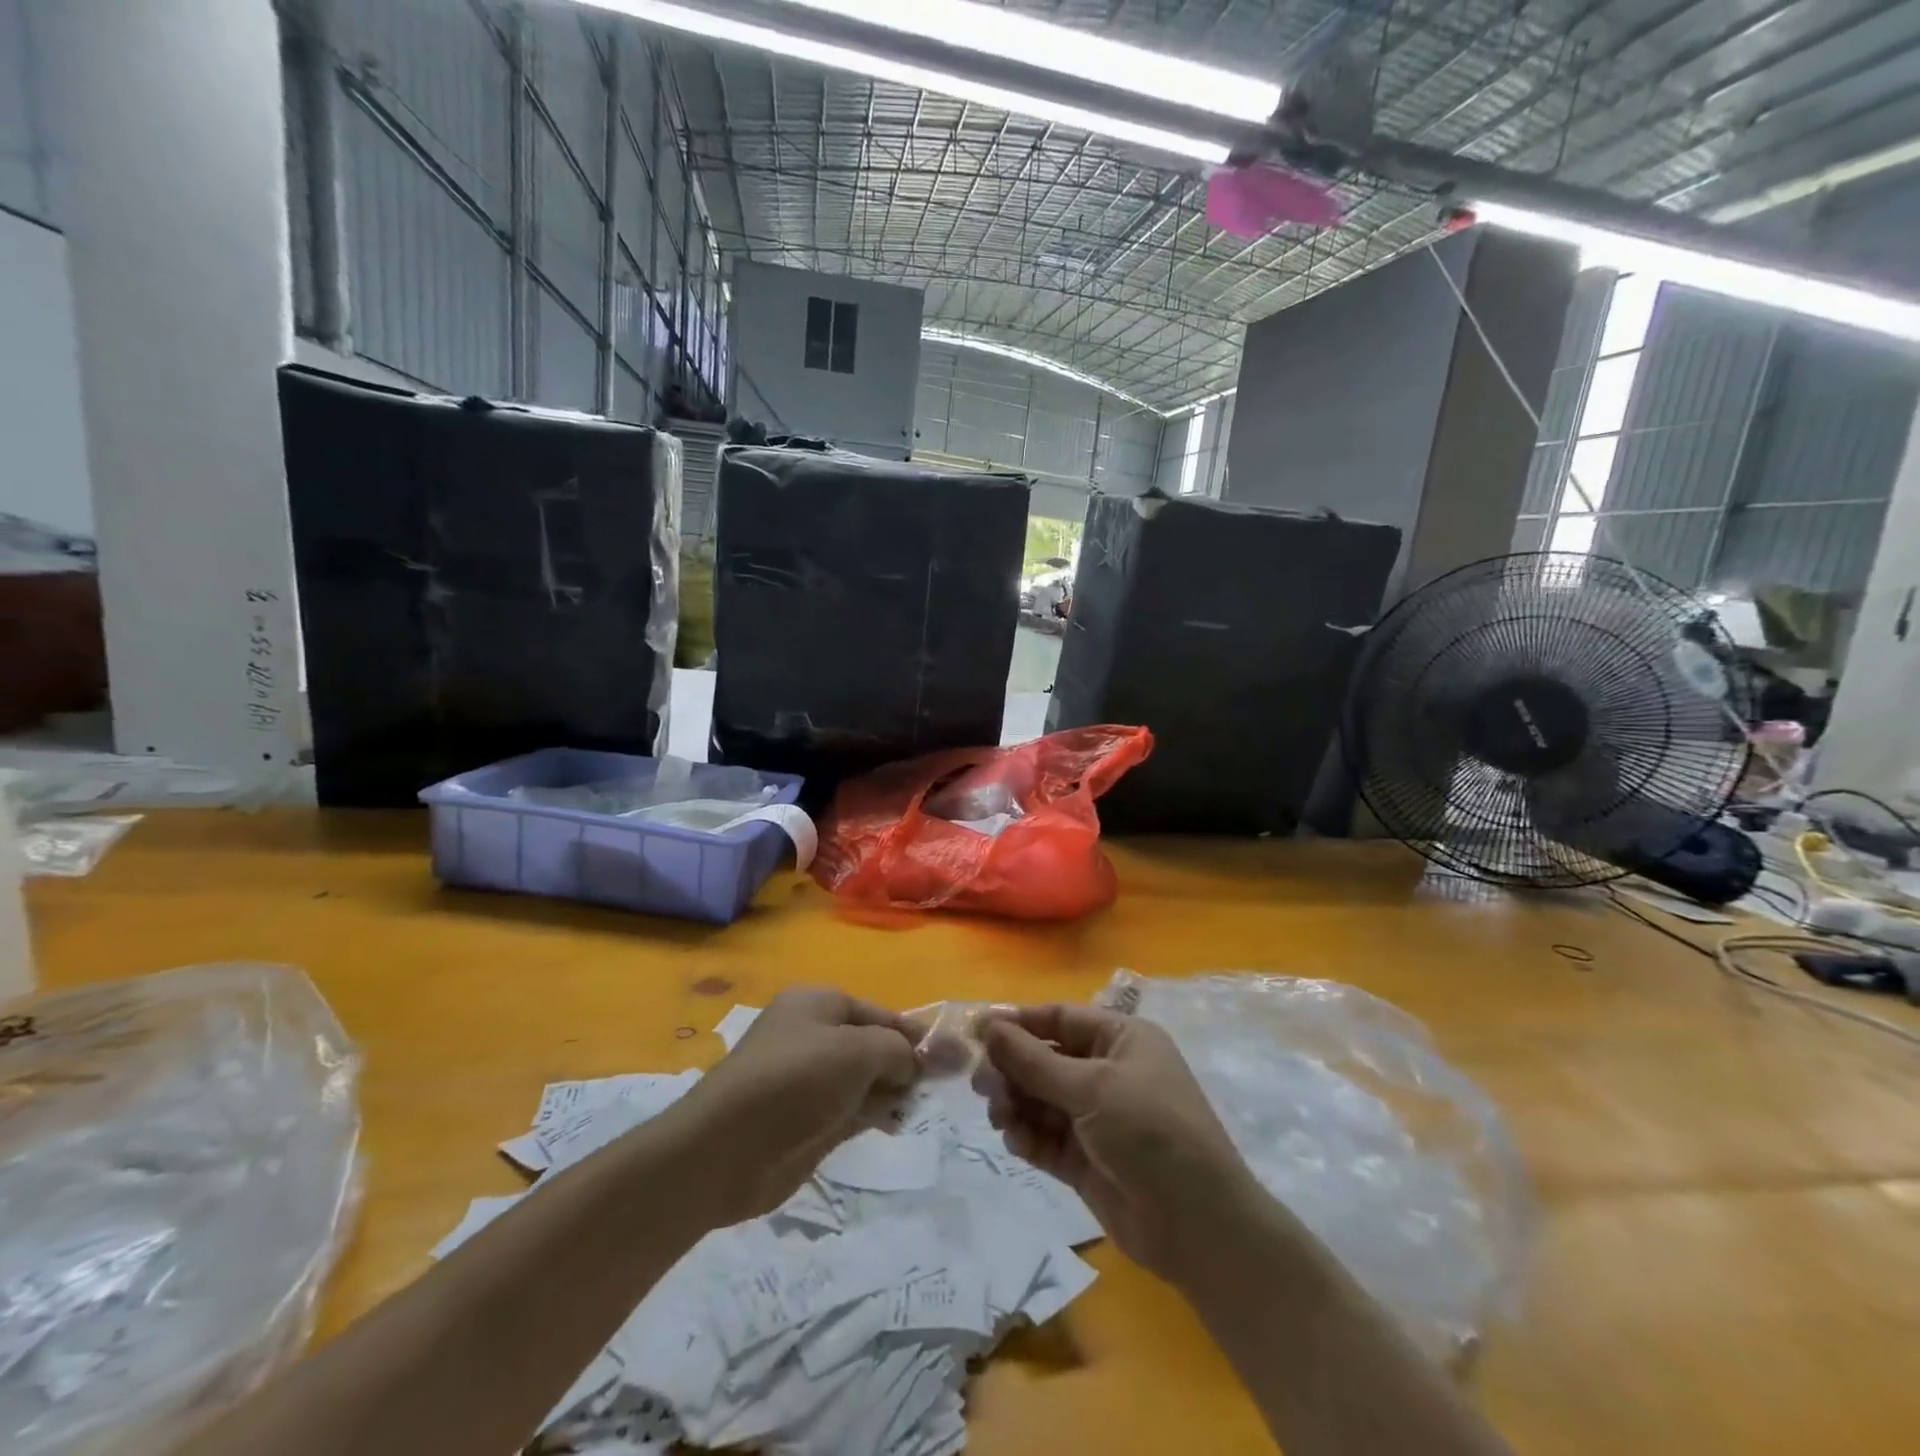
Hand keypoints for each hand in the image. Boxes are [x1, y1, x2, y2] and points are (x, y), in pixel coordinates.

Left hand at [687, 988, 918, 1220]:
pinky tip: (895, 1123)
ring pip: (866, 1079)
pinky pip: (853, 1109)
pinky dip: (875, 1114)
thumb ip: (896, 1050)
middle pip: (873, 1044)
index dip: (912, 1033)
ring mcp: (810, 1081)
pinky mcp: (808, 1121)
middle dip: (904, 1063)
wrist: (725, 1150)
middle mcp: (814, 1036)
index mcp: (818, 1004)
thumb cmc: (794, 1081)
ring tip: (916, 1106)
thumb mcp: (856, 1051)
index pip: (878, 1012)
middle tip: (939, 1086)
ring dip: (892, 1091)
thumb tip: (915, 1063)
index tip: (947, 1058)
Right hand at [977, 1004, 1256, 1281]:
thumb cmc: (1150, 1132)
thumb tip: (989, 1027)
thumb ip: (1035, 1061)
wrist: (1197, 1225)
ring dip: (1016, 1103)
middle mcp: (1108, 1072)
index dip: (1019, 1024)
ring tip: (998, 1114)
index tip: (977, 1032)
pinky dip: (1028, 1135)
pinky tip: (1015, 1140)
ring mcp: (1097, 1118)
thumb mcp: (1092, 1088)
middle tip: (980, 1084)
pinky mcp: (1086, 1159)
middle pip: (1046, 1059)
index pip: (1060, 1019)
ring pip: (1042, 1099)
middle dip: (1013, 1069)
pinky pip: (1046, 1137)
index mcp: (1121, 1039)